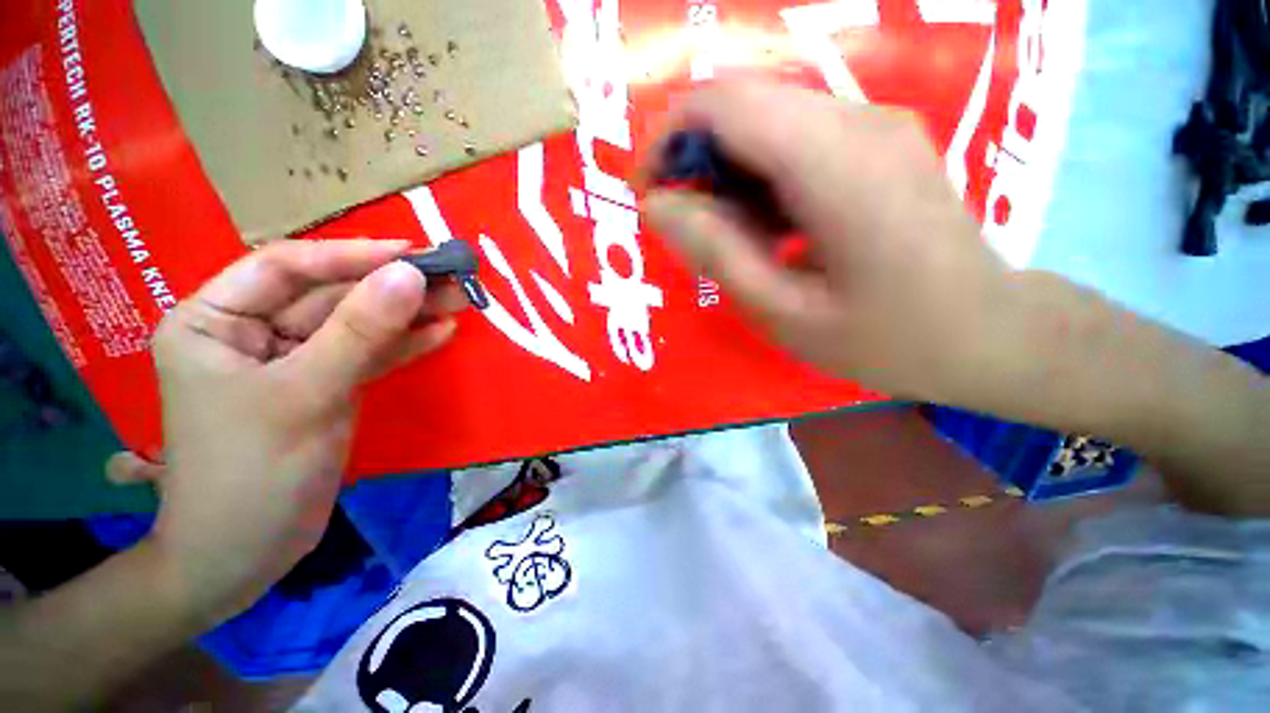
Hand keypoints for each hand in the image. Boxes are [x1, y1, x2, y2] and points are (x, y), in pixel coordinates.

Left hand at [107, 239, 464, 620]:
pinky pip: (368, 356)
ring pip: (356, 326)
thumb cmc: (250, 473)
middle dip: (391, 288)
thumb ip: (360, 332)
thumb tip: (411, 275)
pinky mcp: (326, 387)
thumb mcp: (304, 394)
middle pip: (330, 297)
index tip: (411, 252)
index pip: (286, 268)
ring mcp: (294, 362)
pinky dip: (404, 346)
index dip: (350, 255)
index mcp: (215, 320)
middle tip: (451, 277)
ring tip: (459, 300)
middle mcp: (252, 333)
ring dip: (407, 315)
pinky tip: (440, 333)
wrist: (246, 556)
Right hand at [641, 81, 1006, 399]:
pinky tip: (770, 230)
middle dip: (695, 157)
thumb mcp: (781, 311)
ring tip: (731, 238)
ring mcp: (875, 125)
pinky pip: (796, 138)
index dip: (667, 138)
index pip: (723, 103)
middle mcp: (857, 120)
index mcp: (835, 162)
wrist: (990, 336)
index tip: (649, 193)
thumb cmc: (885, 339)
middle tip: (687, 227)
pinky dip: (760, 177)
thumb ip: (715, 252)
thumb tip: (657, 205)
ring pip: (767, 120)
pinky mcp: (880, 143)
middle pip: (743, 102)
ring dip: (728, 172)